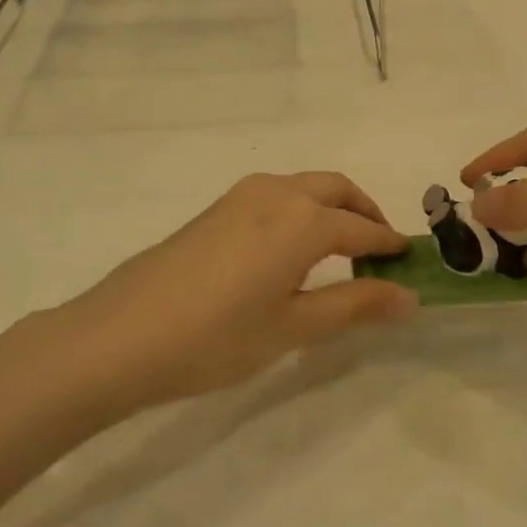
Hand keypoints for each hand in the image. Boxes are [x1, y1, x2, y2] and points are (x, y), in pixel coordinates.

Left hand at [22, 173, 417, 415]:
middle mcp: (277, 193)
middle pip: (337, 189)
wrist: (118, 337)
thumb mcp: (293, 328)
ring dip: (332, 209)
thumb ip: (355, 305)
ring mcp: (242, 196)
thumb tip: (409, 296)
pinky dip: (302, 211)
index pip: (362, 229)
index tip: (409, 262)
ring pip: (305, 187)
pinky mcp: (217, 208)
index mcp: (303, 220)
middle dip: (365, 214)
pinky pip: (277, 196)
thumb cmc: (215, 338)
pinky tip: (291, 253)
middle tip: (379, 253)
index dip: (389, 246)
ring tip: (339, 255)